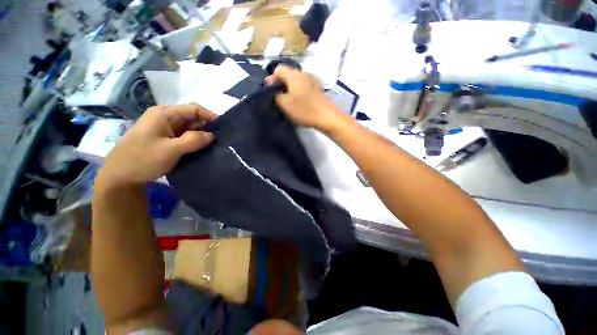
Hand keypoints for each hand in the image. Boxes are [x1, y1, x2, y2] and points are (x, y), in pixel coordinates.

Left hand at [100, 103, 216, 186]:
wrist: (120, 176)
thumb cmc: (142, 159)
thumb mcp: (170, 150)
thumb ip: (193, 140)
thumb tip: (212, 135)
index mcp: (165, 114)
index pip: (194, 109)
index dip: (210, 116)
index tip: (224, 129)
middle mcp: (166, 118)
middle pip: (193, 118)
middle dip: (207, 128)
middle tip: (221, 141)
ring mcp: (166, 129)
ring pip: (191, 129)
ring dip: (202, 137)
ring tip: (215, 147)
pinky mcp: (167, 139)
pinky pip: (186, 137)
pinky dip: (195, 142)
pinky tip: (203, 150)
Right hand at [265, 65, 344, 130]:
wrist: (326, 117)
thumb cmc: (304, 110)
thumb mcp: (285, 104)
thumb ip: (275, 94)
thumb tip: (272, 88)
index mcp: (294, 75)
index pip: (278, 69)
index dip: (271, 79)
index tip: (270, 91)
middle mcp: (303, 74)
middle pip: (287, 74)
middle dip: (280, 84)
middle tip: (277, 97)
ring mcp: (312, 80)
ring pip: (295, 81)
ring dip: (289, 88)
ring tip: (287, 101)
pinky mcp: (317, 88)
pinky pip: (303, 86)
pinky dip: (297, 91)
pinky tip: (298, 102)